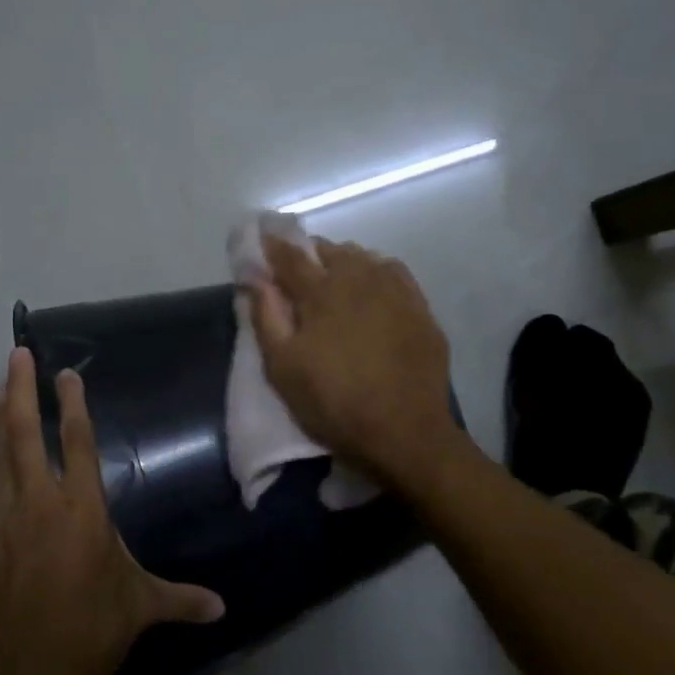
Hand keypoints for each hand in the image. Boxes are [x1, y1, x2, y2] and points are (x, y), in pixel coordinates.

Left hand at [0, 348, 223, 674]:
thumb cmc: (91, 631)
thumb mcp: (142, 609)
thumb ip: (181, 600)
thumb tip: (224, 607)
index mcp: (82, 510)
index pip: (78, 443)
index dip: (73, 405)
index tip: (65, 373)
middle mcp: (40, 506)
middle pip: (26, 437)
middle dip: (21, 392)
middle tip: (16, 355)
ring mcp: (3, 527)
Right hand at [246, 236, 458, 489]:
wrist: (404, 433)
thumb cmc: (333, 403)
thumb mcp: (283, 368)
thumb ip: (265, 316)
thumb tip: (254, 277)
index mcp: (321, 291)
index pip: (290, 256)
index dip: (272, 247)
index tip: (261, 241)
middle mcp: (360, 279)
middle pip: (330, 251)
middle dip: (309, 254)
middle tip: (296, 272)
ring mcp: (395, 291)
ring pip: (363, 258)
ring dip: (343, 262)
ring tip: (334, 280)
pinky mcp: (420, 308)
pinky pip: (393, 273)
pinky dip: (375, 272)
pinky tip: (372, 288)